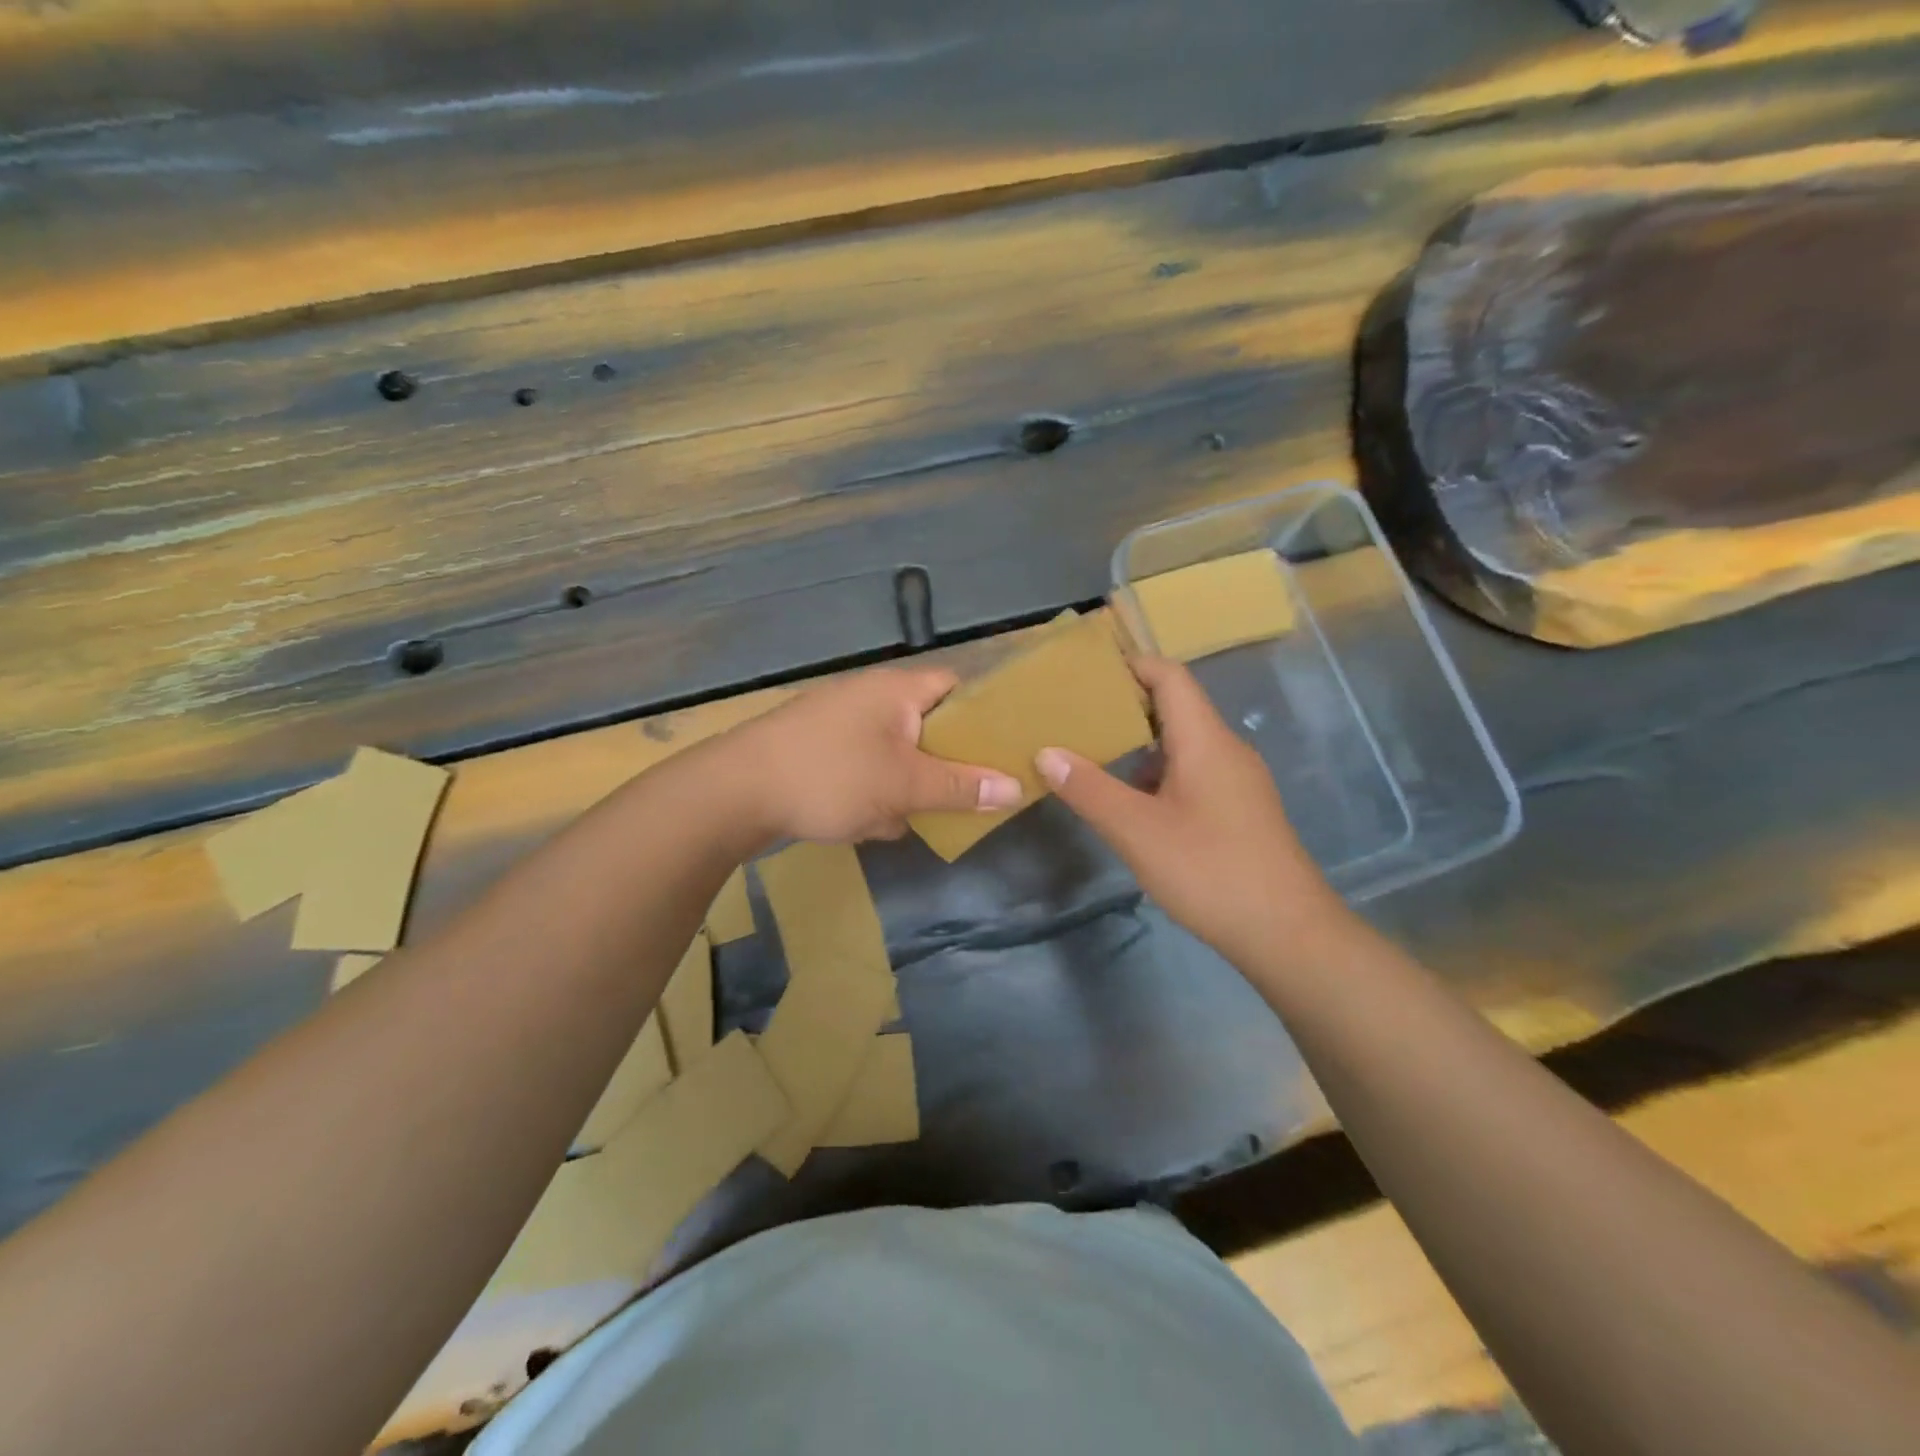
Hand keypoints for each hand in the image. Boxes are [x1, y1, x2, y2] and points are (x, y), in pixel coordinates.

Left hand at [728, 667, 1022, 844]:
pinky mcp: (819, 751)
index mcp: (897, 689)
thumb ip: (961, 787)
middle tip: (967, 795)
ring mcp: (840, 724)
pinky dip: (872, 792)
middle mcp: (870, 697)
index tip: (1006, 749)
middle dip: (942, 766)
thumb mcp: (904, 786)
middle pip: (927, 726)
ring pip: (895, 754)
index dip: (985, 714)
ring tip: (912, 817)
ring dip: (905, 786)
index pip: (957, 686)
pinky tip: (868, 823)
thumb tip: (1016, 788)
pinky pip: (864, 768)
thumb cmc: (830, 777)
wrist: (734, 794)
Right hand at [1036, 656, 1354, 966]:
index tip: (1087, 668)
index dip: (1131, 663)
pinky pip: (1193, 772)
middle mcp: (1226, 750)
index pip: (1170, 677)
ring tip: (1094, 751)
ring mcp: (1237, 781)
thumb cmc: (1210, 870)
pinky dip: (1158, 773)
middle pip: (1176, 706)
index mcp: (1206, 740)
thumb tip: (1046, 752)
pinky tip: (1131, 801)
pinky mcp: (1239, 810)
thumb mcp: (1137, 831)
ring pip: (1184, 744)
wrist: (1286, 933)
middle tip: (1077, 711)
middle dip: (1127, 704)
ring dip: (1141, 743)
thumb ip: (1089, 789)